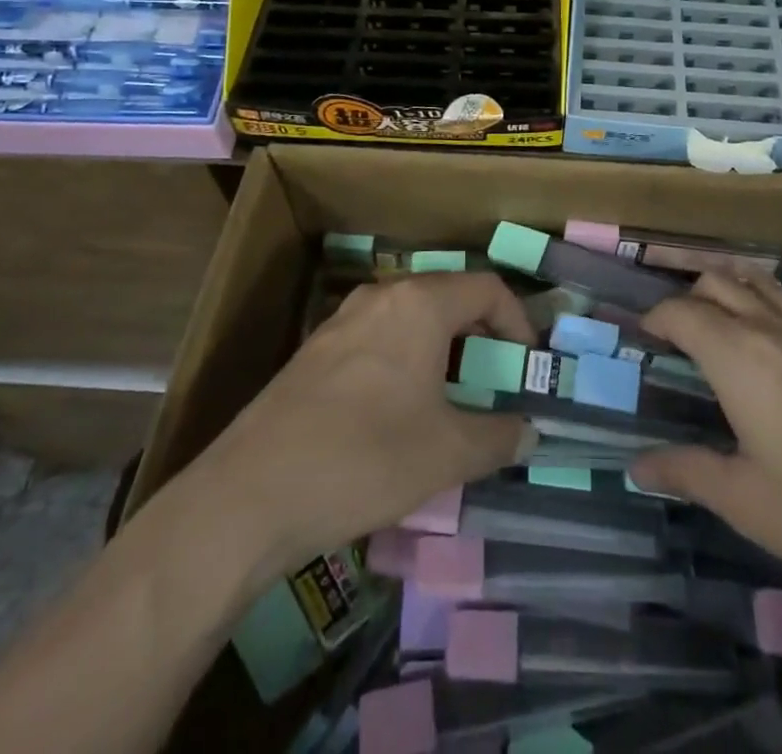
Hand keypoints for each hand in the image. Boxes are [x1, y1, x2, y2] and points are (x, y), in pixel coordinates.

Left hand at [165, 272, 535, 585]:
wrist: (251, 494)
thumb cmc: (366, 458)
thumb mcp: (447, 453)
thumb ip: (499, 437)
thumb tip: (529, 432)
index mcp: (420, 304)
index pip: (487, 288)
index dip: (518, 322)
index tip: (526, 367)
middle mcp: (382, 296)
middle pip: (448, 297)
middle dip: (480, 336)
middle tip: (494, 382)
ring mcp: (342, 320)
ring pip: (411, 318)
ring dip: (441, 349)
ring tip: (450, 399)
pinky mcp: (315, 350)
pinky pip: (378, 338)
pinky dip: (405, 359)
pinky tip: (397, 411)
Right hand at [630, 273, 781, 627]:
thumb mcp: (745, 501)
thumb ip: (687, 472)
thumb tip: (637, 466)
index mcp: (737, 355)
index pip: (681, 312)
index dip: (654, 318)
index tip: (639, 339)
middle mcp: (770, 330)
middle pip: (717, 282)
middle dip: (685, 296)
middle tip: (668, 334)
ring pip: (755, 283)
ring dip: (725, 290)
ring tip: (709, 324)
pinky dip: (759, 303)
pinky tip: (763, 349)